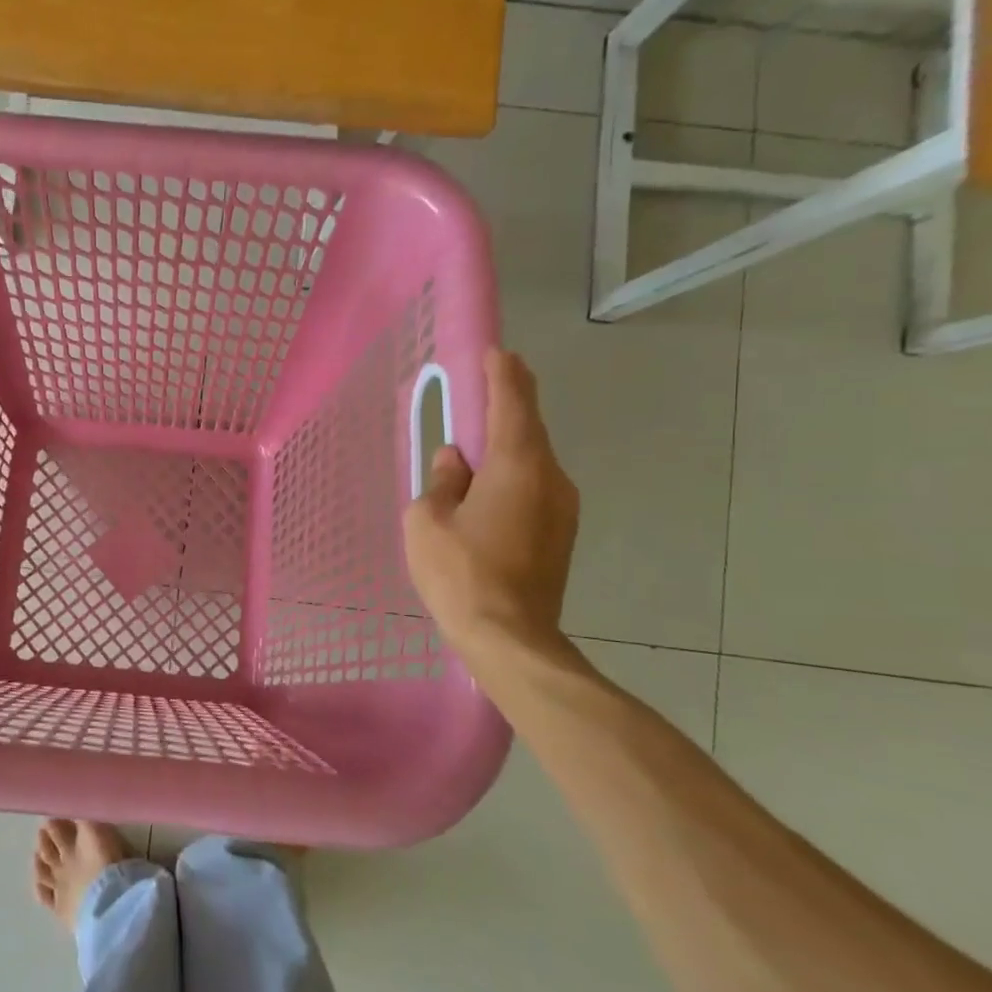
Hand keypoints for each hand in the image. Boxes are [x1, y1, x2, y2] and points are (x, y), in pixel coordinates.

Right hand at [403, 349, 578, 656]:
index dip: (503, 374)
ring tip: (481, 439)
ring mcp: (562, 508)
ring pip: (534, 460)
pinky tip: (490, 486)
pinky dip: (514, 473)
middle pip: (530, 428)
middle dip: (511, 402)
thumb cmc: (461, 572)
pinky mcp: (561, 535)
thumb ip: (441, 481)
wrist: (511, 639)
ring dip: (510, 443)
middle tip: (490, 382)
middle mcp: (550, 478)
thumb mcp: (428, 520)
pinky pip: (535, 487)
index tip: (497, 353)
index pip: (513, 404)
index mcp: (517, 465)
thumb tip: (454, 460)